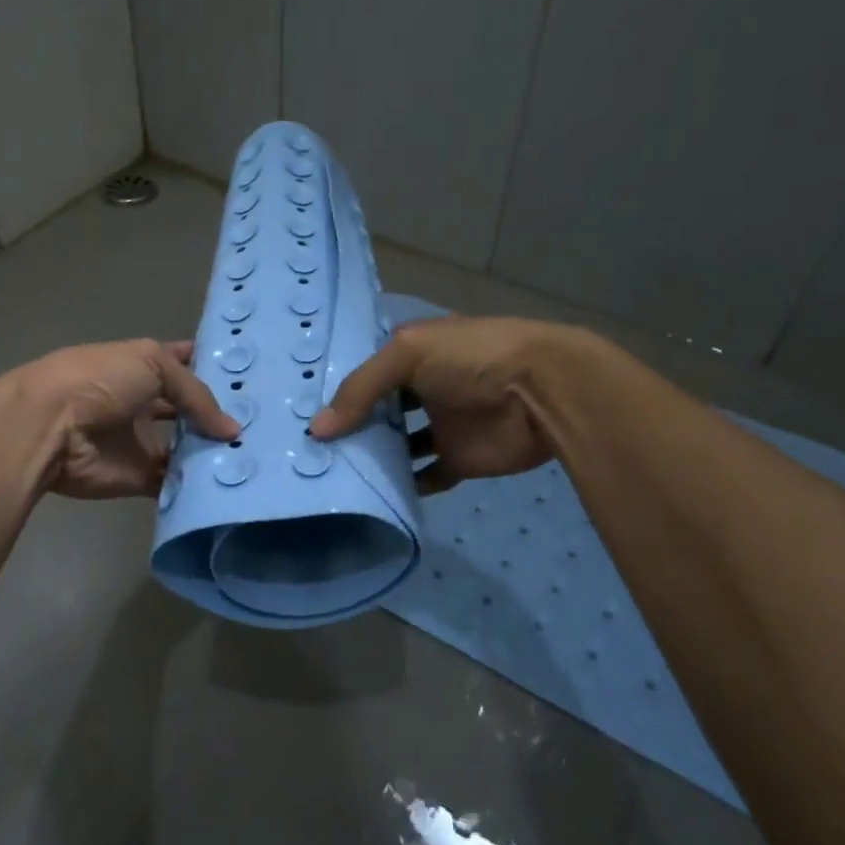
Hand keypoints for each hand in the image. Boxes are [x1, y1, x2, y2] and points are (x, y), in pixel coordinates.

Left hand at [18, 339, 238, 499]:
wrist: (50, 426)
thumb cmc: (100, 380)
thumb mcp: (153, 364)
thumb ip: (196, 394)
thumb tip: (231, 430)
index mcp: (142, 366)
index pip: (185, 363)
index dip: (212, 367)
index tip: (251, 376)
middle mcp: (143, 402)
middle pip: (188, 411)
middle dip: (218, 416)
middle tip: (263, 425)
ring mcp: (140, 441)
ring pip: (184, 448)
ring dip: (211, 452)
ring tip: (253, 456)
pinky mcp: (137, 477)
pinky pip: (172, 482)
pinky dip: (196, 485)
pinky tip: (228, 483)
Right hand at [309, 316, 567, 493]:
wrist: (544, 392)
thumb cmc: (472, 358)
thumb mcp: (407, 354)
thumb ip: (360, 389)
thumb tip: (316, 430)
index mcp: (413, 353)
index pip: (367, 371)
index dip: (338, 388)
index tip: (300, 409)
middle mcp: (424, 387)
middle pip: (379, 410)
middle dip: (350, 425)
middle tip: (309, 448)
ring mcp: (442, 424)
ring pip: (399, 444)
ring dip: (374, 456)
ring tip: (333, 471)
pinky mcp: (459, 459)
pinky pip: (426, 475)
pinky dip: (406, 484)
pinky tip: (375, 491)